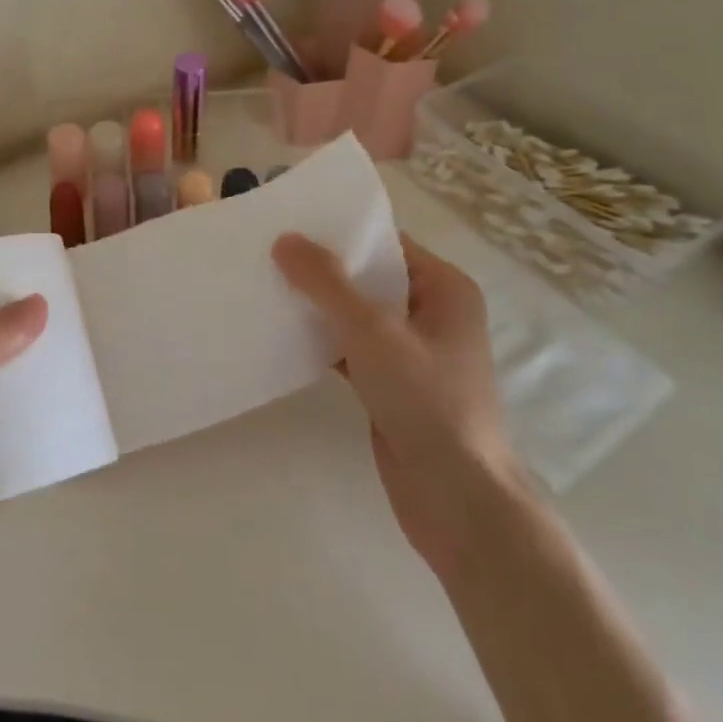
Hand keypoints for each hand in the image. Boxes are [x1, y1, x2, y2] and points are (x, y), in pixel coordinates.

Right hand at [273, 232, 514, 566]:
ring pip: (357, 316)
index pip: (388, 245)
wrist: (456, 498)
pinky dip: (322, 343)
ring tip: (266, 288)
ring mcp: (412, 353)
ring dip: (318, 308)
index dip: (341, 233)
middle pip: (369, 279)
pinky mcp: (391, 386)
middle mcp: (432, 314)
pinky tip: (281, 336)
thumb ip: (327, 284)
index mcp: (445, 289)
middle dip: (323, 271)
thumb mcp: (373, 332)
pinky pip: (351, 350)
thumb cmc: (427, 401)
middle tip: (267, 254)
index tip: (290, 224)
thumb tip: (285, 240)